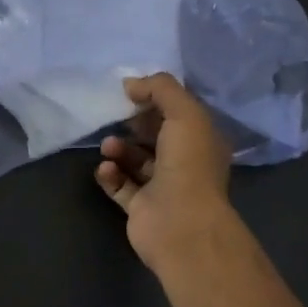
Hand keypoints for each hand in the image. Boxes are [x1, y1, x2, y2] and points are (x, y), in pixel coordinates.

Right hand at [95, 72, 235, 270]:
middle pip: (155, 136)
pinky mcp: (140, 208)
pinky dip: (110, 174)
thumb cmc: (188, 164)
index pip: (179, 114)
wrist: (180, 223)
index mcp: (202, 141)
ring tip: (108, 146)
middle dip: (134, 125)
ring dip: (119, 149)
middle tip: (116, 118)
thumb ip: (160, 89)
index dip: (156, 101)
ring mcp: (162, 188)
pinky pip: (121, 185)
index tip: (132, 93)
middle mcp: (185, 163)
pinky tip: (104, 168)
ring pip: (136, 161)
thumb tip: (130, 83)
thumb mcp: (184, 113)